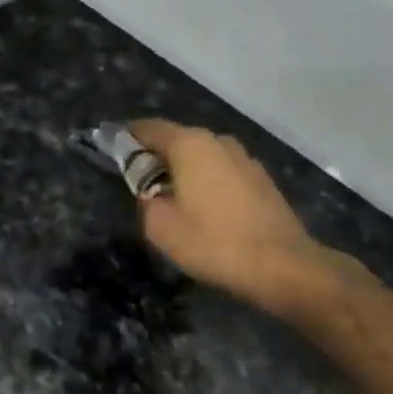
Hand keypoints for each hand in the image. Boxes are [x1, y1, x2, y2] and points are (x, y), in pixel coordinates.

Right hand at [129, 120, 367, 315]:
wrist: (281, 265)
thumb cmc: (213, 242)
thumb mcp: (160, 226)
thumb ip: (146, 200)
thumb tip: (151, 192)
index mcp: (190, 145)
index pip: (149, 128)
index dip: (127, 137)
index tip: (111, 148)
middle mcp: (218, 141)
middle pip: (177, 140)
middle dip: (155, 157)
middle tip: (138, 182)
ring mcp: (245, 159)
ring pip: (202, 157)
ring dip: (183, 171)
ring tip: (170, 198)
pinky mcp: (261, 179)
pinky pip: (221, 172)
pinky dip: (205, 182)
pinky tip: (203, 208)